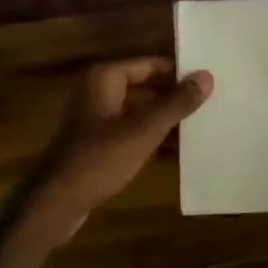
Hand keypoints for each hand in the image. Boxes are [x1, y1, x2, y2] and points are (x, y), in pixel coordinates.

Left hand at [29, 57, 212, 230]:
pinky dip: (151, 139)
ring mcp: (94, 119)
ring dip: (165, 121)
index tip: (208, 81)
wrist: (57, 202)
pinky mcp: (96, 144)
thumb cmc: (100, 158)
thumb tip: (207, 76)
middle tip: (210, 104)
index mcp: (104, 79)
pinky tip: (178, 152)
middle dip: (174, 98)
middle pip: (145, 88)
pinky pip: (130, 133)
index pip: (150, 64)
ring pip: (139, 112)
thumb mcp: (144, 130)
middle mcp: (97, 92)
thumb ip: (176, 103)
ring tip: (201, 127)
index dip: (178, 72)